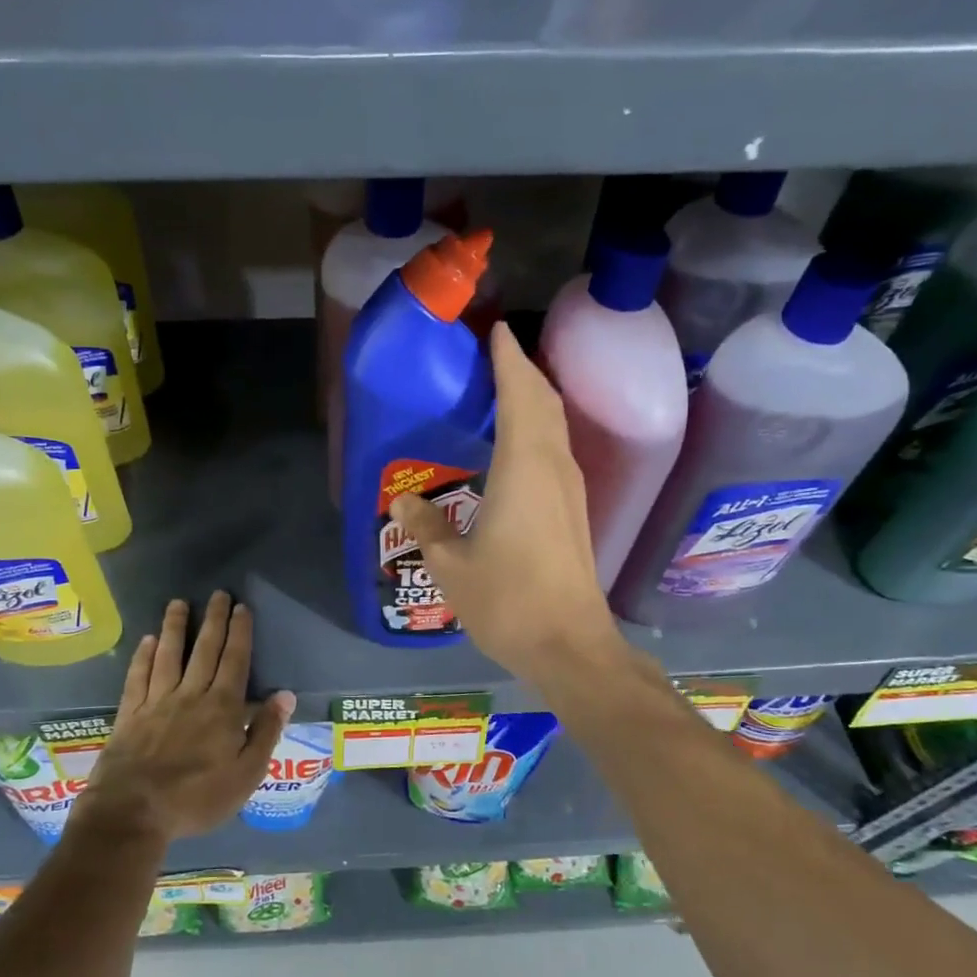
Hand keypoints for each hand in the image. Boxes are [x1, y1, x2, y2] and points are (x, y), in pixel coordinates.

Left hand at [76, 591, 294, 844]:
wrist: (133, 812)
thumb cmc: (197, 798)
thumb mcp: (246, 774)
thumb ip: (265, 732)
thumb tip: (285, 695)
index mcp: (222, 708)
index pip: (235, 661)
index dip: (240, 632)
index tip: (242, 607)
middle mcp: (191, 695)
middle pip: (205, 650)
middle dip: (214, 620)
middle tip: (218, 594)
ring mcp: (157, 702)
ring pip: (169, 655)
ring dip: (176, 627)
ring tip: (179, 603)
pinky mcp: (130, 714)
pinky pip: (138, 676)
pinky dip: (144, 656)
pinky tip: (148, 640)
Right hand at [391, 322, 628, 683]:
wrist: (570, 646)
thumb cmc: (508, 601)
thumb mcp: (451, 566)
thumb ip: (426, 527)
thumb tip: (401, 503)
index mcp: (523, 468)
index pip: (519, 395)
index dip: (509, 360)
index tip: (497, 330)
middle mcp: (553, 468)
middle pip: (544, 403)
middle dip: (523, 372)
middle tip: (495, 355)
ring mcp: (570, 491)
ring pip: (555, 426)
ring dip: (534, 400)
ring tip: (505, 389)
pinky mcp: (574, 512)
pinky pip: (556, 450)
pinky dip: (539, 429)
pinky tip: (519, 445)